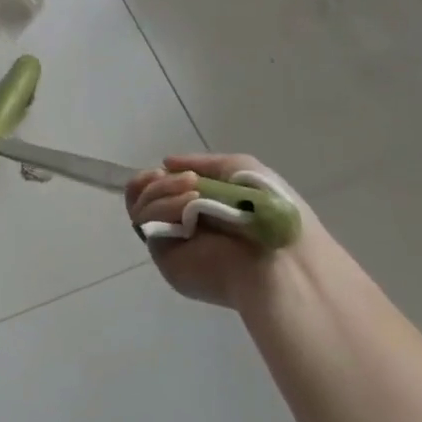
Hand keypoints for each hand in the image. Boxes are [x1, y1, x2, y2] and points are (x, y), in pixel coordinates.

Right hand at [125, 154, 308, 308]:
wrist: (280, 259)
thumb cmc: (268, 210)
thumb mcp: (239, 168)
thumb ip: (200, 163)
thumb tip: (166, 163)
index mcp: (200, 207)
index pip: (160, 189)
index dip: (156, 177)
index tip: (165, 168)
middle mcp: (182, 224)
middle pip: (142, 195)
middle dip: (153, 181)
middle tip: (169, 177)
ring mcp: (171, 241)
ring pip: (140, 206)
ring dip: (161, 190)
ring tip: (193, 192)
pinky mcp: (164, 257)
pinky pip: (146, 223)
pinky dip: (161, 207)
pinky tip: (188, 206)